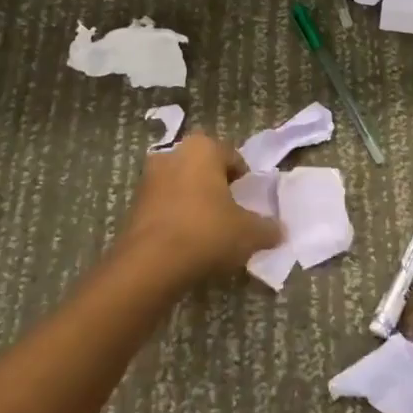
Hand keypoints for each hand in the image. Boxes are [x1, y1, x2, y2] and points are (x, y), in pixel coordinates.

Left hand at [113, 133, 281, 287]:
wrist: (151, 264)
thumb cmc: (207, 232)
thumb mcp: (250, 233)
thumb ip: (268, 228)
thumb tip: (279, 231)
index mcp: (203, 149)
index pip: (232, 157)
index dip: (244, 180)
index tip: (250, 202)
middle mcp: (172, 154)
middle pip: (203, 169)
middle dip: (216, 187)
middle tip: (231, 213)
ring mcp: (148, 179)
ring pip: (181, 186)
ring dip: (194, 202)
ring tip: (209, 231)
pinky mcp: (133, 205)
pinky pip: (164, 206)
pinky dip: (176, 218)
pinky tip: (187, 242)